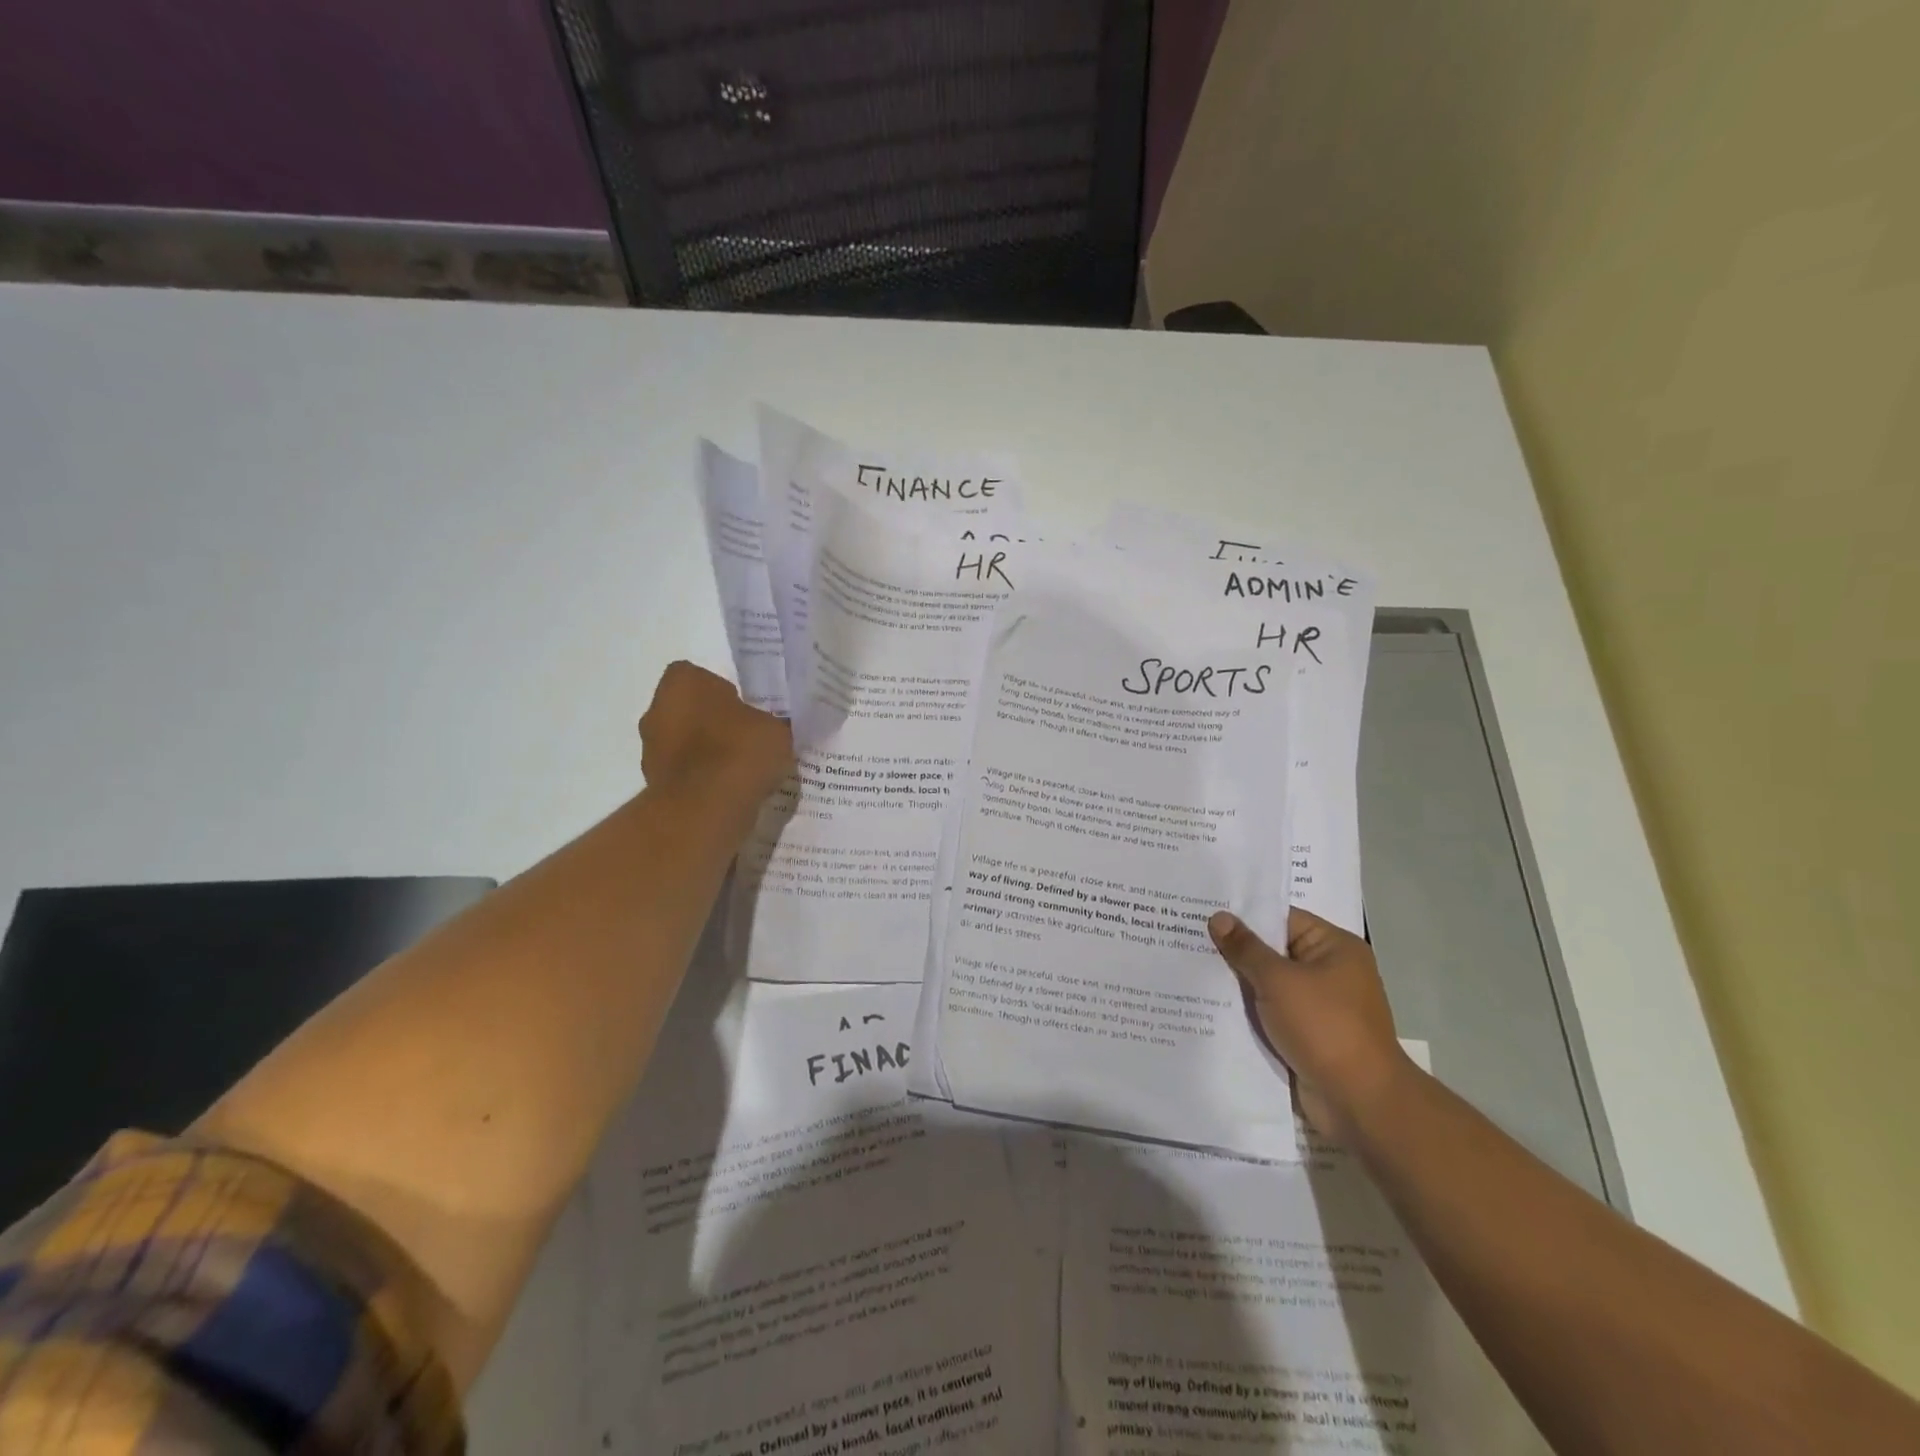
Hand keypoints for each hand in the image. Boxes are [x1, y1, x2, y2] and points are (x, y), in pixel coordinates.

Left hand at [638, 661, 793, 803]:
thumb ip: (768, 723)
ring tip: (742, 771)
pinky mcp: (654, 784)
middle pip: (689, 711)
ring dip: (706, 753)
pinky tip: (730, 792)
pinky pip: (685, 774)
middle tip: (746, 740)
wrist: (706, 809)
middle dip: (713, 723)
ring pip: (684, 743)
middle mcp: (656, 710)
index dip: (724, 693)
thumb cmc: (739, 752)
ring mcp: (651, 749)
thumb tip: (769, 729)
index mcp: (682, 683)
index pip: (700, 677)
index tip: (747, 711)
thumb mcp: (775, 729)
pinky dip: (702, 780)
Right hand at [1208, 907, 1410, 1137]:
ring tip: (1188, 964)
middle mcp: (1329, 971)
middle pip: (1272, 950)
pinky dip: (1246, 1009)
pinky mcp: (1306, 1034)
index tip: (1202, 908)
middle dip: (1234, 948)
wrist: (1359, 1101)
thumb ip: (1246, 948)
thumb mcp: (1279, 980)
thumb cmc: (1324, 1027)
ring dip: (1236, 981)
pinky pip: (1270, 1011)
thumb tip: (1218, 917)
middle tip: (1184, 934)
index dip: (1242, 914)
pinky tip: (1208, 1002)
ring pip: (1267, 984)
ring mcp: (1318, 1005)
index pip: (1281, 918)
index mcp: (1334, 947)